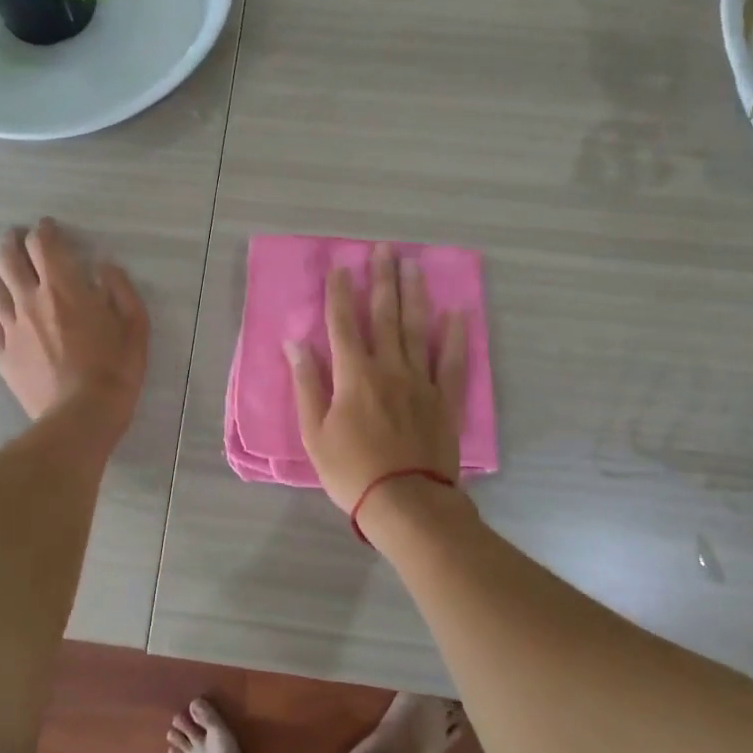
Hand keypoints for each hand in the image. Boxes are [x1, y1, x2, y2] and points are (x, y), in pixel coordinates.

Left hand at [0, 218, 148, 448]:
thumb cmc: (115, 370)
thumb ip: (120, 289)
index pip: (43, 244)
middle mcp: (31, 299)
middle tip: (18, 238)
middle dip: (11, 241)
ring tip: (2, 266)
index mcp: (64, 288)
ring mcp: (11, 327)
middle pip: (7, 258)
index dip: (44, 230)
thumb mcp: (135, 325)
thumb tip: (103, 267)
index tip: (49, 228)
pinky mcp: (2, 353)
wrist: (82, 417)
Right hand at [287, 243, 467, 515]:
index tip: (340, 267)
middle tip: (384, 250)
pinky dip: (455, 336)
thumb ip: (306, 384)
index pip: (343, 324)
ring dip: (414, 295)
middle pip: (385, 316)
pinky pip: (453, 362)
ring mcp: (422, 382)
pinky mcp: (445, 400)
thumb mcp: (314, 433)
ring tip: (414, 266)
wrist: (406, 503)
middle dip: (382, 281)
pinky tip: (457, 313)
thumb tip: (295, 343)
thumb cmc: (351, 471)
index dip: (340, 294)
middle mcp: (390, 368)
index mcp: (354, 375)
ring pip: (418, 329)